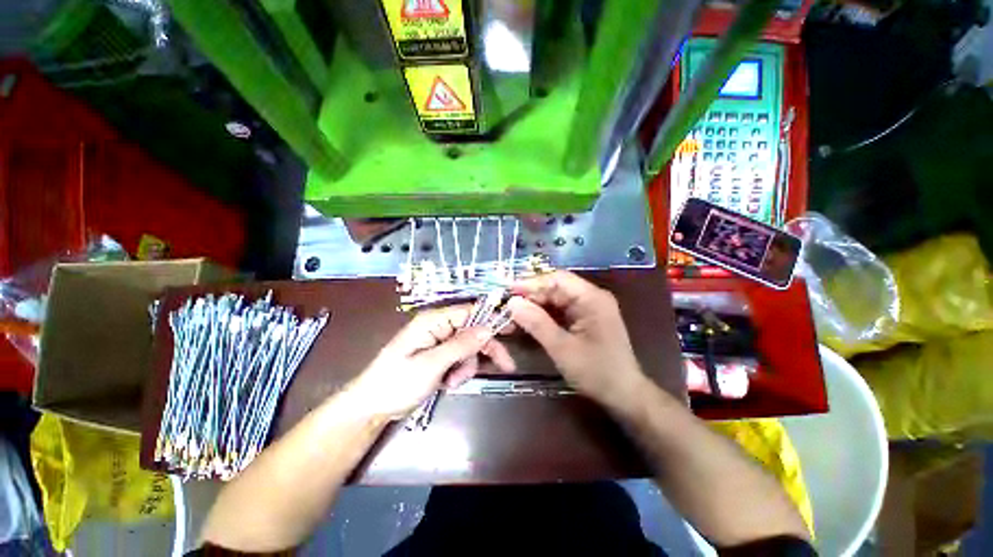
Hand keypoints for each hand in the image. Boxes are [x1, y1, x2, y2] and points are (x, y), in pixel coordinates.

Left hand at [343, 305, 514, 420]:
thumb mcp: (431, 364)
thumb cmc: (397, 382)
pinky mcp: (438, 356)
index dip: (491, 318)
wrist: (372, 407)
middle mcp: (438, 327)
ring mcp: (438, 342)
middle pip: (472, 331)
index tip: (513, 329)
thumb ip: (461, 345)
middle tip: (504, 366)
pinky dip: (459, 372)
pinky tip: (449, 384)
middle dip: (482, 351)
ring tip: (453, 382)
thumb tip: (488, 328)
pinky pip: (459, 359)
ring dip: (467, 366)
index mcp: (434, 321)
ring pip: (468, 348)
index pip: (470, 312)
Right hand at [508, 271, 646, 408]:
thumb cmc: (596, 372)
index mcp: (592, 298)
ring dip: (535, 307)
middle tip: (507, 306)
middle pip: (555, 288)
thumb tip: (512, 303)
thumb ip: (537, 323)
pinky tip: (528, 322)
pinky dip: (543, 316)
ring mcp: (588, 308)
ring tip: (512, 315)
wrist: (624, 395)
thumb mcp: (562, 348)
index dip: (531, 283)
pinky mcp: (584, 319)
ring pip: (555, 299)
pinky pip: (560, 311)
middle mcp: (591, 297)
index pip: (557, 279)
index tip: (508, 291)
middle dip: (531, 297)